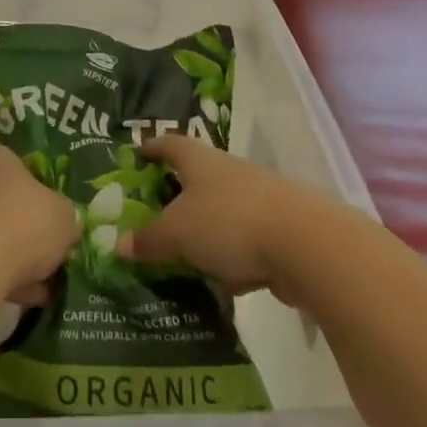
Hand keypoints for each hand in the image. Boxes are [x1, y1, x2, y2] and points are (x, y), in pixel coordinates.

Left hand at [0, 146, 79, 305]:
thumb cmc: (23, 223)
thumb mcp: (65, 217)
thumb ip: (65, 217)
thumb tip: (63, 226)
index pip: (20, 170)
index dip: (41, 199)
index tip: (54, 225)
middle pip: (0, 203)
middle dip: (23, 231)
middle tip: (47, 257)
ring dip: (10, 257)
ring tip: (37, 288)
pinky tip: (18, 298)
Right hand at [118, 134, 337, 303]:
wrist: (306, 244)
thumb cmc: (229, 222)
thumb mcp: (177, 233)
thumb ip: (149, 239)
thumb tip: (120, 244)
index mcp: (201, 162)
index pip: (172, 143)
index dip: (154, 147)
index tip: (139, 152)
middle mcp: (230, 173)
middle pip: (199, 178)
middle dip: (179, 194)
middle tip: (157, 212)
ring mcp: (260, 200)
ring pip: (223, 212)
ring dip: (207, 231)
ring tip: (186, 255)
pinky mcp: (281, 230)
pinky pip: (247, 242)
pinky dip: (234, 259)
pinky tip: (227, 283)